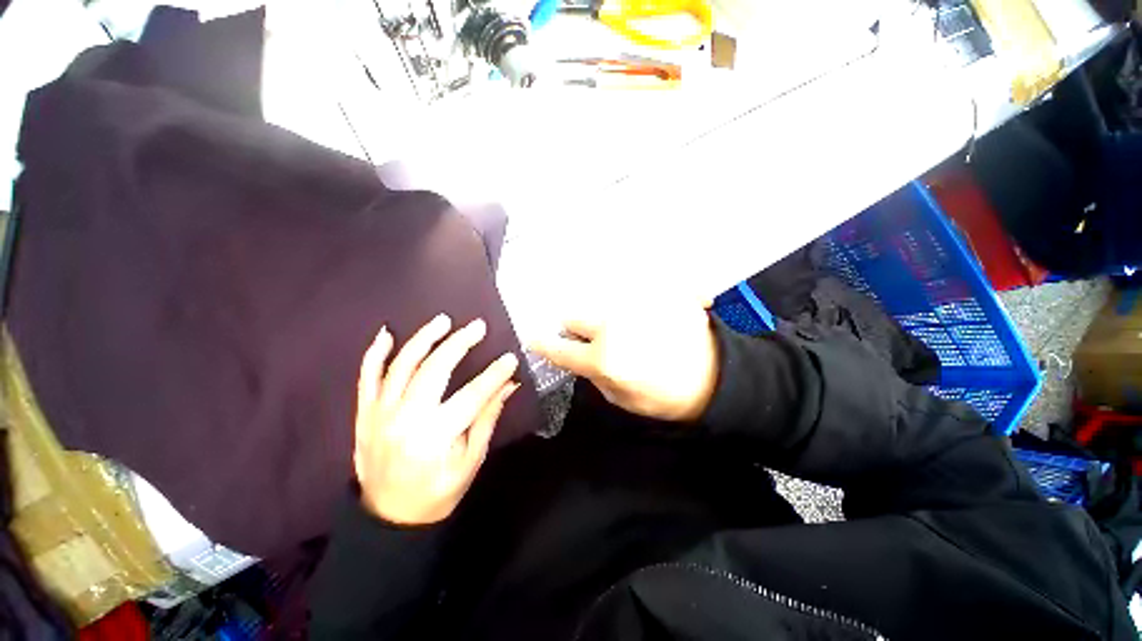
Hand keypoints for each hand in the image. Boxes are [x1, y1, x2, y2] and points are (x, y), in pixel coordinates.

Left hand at [354, 314, 519, 525]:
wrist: (389, 519)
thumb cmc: (438, 492)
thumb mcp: (471, 461)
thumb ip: (488, 418)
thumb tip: (508, 385)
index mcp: (436, 436)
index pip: (472, 395)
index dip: (494, 374)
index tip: (510, 357)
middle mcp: (405, 419)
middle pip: (435, 370)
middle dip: (460, 343)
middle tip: (478, 326)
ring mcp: (380, 414)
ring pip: (402, 366)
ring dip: (423, 339)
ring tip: (443, 320)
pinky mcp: (364, 415)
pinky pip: (366, 378)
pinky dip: (374, 354)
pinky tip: (386, 333)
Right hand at [530, 302, 717, 421]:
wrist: (715, 378)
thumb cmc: (665, 397)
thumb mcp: (621, 399)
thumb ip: (593, 376)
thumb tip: (579, 354)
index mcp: (605, 358)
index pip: (561, 349)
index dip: (544, 345)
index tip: (534, 338)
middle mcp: (614, 325)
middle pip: (574, 314)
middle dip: (576, 327)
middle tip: (593, 337)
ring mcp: (634, 305)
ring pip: (599, 301)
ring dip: (603, 315)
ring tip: (625, 327)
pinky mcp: (653, 293)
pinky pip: (628, 291)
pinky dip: (628, 303)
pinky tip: (642, 316)